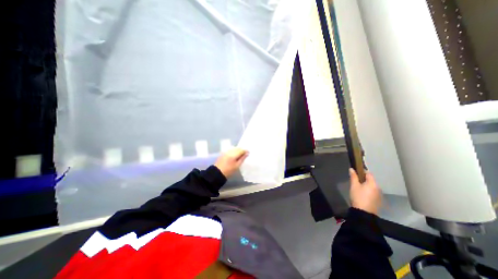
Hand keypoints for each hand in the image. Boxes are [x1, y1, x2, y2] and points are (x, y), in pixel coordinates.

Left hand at [214, 148, 248, 178]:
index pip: (241, 150)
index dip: (245, 151)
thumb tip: (247, 153)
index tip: (248, 153)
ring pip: (234, 149)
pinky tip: (234, 155)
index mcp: (233, 154)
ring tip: (240, 155)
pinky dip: (233, 151)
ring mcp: (226, 152)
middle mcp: (229, 151)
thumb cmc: (229, 170)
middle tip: (245, 154)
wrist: (217, 173)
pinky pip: (230, 150)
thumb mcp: (237, 166)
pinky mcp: (223, 153)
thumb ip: (242, 159)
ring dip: (237, 150)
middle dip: (241, 150)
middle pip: (237, 148)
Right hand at [347, 167, 382, 215]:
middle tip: (355, 181)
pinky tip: (362, 194)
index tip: (355, 172)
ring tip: (358, 188)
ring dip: (366, 185)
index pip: (369, 173)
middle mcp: (378, 188)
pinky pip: (373, 192)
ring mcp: (379, 195)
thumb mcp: (354, 185)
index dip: (362, 171)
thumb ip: (353, 176)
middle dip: (363, 179)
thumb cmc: (358, 197)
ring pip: (372, 186)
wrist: (364, 213)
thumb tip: (352, 169)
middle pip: (371, 180)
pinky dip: (368, 191)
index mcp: (373, 183)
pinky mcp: (378, 200)